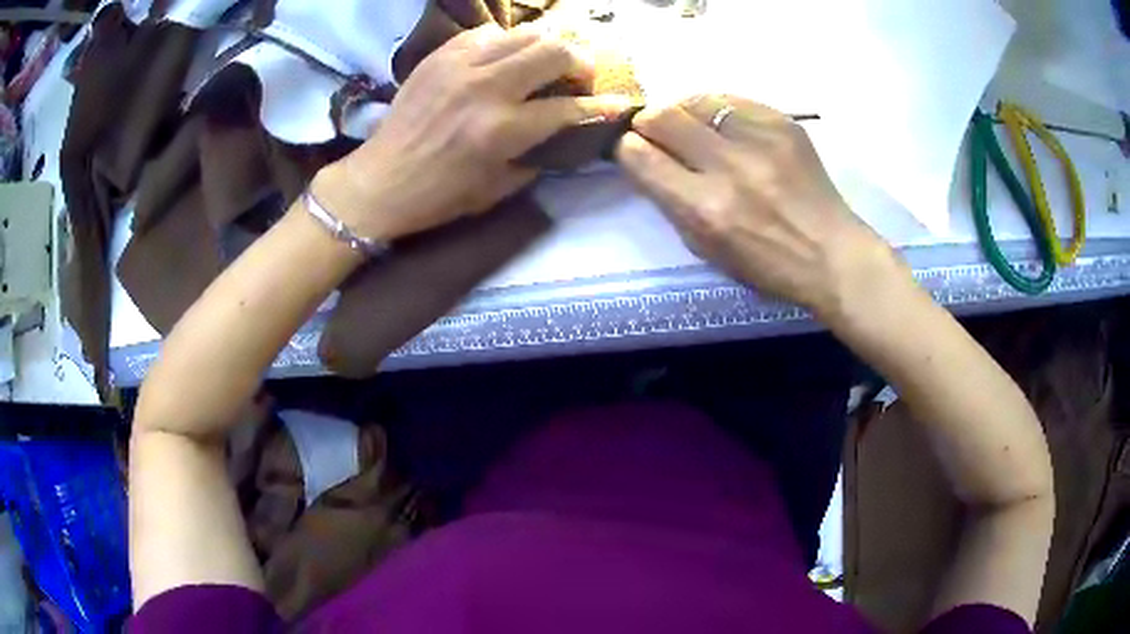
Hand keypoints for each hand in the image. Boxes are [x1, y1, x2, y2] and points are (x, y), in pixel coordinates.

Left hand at [315, 24, 633, 241]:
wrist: (380, 180)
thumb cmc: (439, 195)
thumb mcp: (497, 189)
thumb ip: (537, 155)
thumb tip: (564, 132)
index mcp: (501, 130)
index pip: (569, 107)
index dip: (601, 106)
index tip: (618, 104)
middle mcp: (486, 88)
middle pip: (556, 51)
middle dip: (582, 63)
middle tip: (579, 77)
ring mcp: (461, 65)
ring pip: (527, 33)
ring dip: (549, 47)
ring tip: (547, 64)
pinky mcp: (441, 55)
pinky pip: (490, 33)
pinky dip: (509, 43)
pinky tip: (506, 59)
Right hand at [615, 95, 900, 317]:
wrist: (831, 253)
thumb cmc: (766, 264)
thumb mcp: (706, 248)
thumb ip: (671, 201)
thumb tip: (646, 159)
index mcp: (705, 210)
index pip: (640, 156)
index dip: (627, 148)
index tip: (633, 150)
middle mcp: (729, 167)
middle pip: (661, 117)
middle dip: (649, 123)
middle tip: (657, 133)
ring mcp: (759, 139)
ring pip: (694, 100)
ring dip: (683, 113)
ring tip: (694, 129)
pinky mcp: (782, 122)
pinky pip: (731, 100)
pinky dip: (719, 112)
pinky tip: (727, 128)